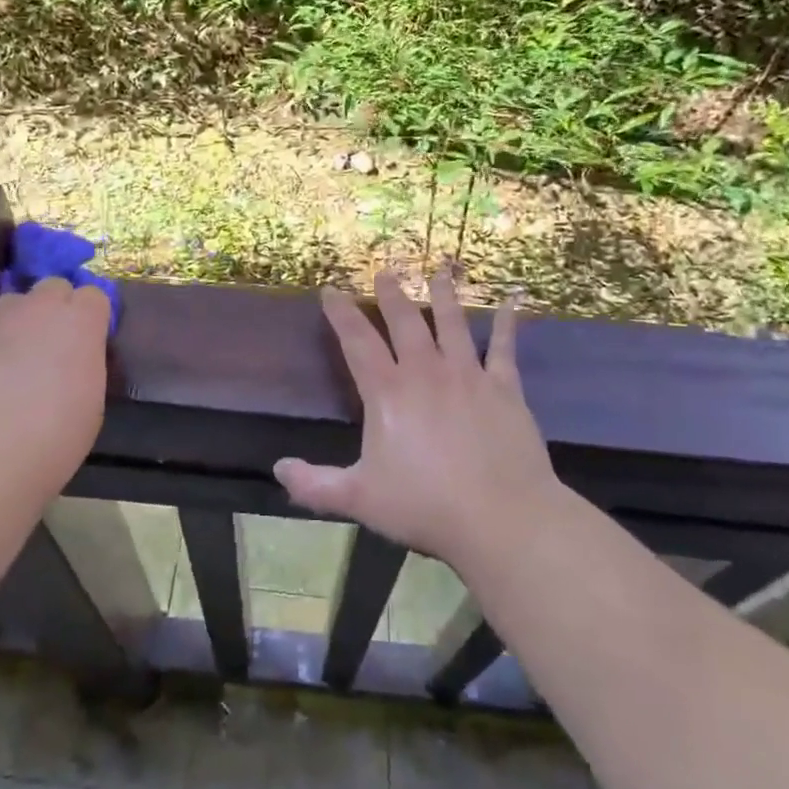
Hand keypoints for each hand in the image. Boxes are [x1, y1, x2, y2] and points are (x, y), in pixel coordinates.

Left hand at [0, 278, 110, 501]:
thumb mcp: (92, 398)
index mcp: (79, 321)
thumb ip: (86, 359)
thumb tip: (75, 352)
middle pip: (53, 288)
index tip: (86, 344)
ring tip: (9, 365)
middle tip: (50, 349)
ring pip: (13, 305)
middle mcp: (37, 306)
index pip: (93, 295)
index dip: (90, 319)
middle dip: (55, 310)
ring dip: (18, 324)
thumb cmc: (52, 441)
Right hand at [274, 271, 561, 570]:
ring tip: (440, 272)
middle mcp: (426, 372)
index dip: (341, 314)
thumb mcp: (360, 499)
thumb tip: (278, 469)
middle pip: (405, 322)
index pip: (357, 342)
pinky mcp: (505, 388)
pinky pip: (504, 347)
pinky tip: (510, 300)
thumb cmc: (425, 506)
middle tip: (386, 271)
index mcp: (388, 393)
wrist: (501, 517)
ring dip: (444, 296)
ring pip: (452, 324)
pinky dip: (507, 322)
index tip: (331, 290)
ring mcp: (468, 376)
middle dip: (392, 295)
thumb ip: (315, 485)